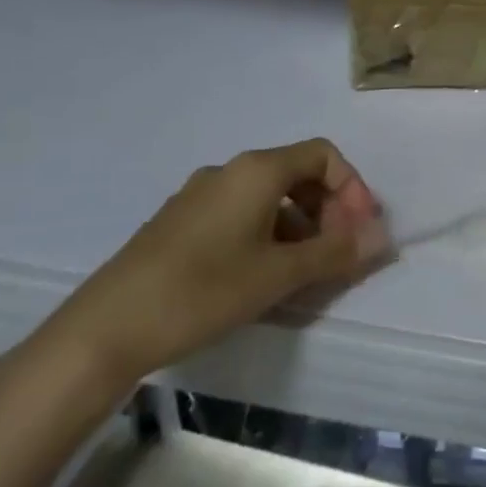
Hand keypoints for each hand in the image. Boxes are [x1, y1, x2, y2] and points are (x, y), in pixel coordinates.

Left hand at [42, 138, 386, 387]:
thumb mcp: (279, 275)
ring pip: (268, 196)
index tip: (359, 231)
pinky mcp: (179, 223)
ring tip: (304, 272)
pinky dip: (268, 234)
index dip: (352, 188)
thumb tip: (381, 236)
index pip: (323, 155)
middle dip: (328, 208)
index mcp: (256, 170)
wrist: (103, 330)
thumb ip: (335, 252)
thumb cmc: (202, 291)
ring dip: (300, 225)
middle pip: (297, 173)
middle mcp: (228, 171)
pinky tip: (261, 276)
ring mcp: (199, 196)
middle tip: (336, 253)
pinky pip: (240, 214)